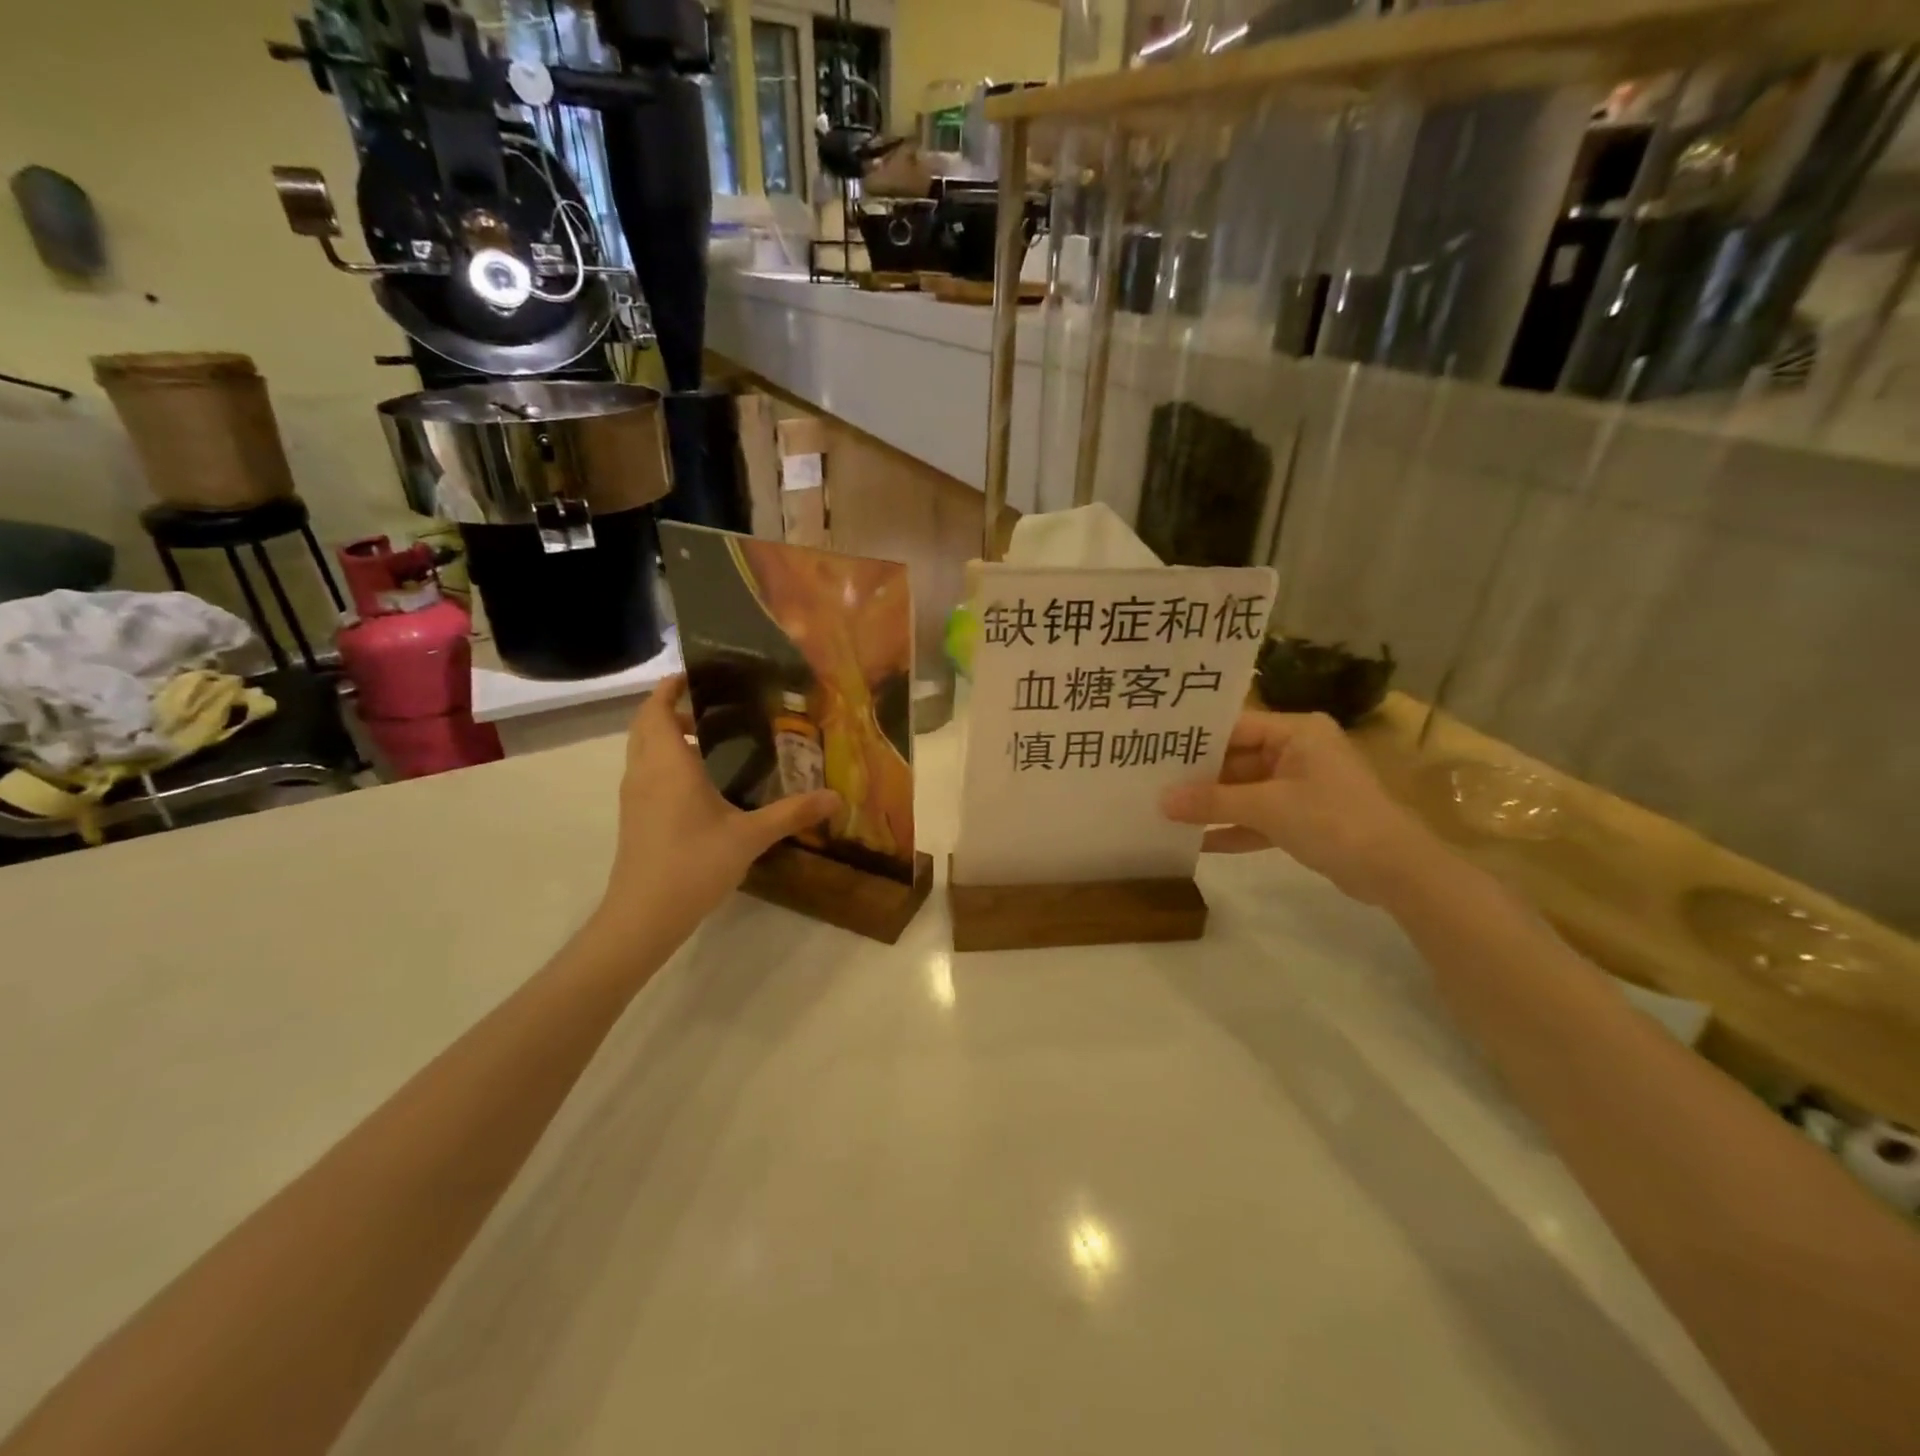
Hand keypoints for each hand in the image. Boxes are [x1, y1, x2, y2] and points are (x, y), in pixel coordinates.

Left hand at [598, 677, 838, 939]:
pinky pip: (647, 773)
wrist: (643, 916)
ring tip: (714, 740)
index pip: (656, 708)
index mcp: (668, 764)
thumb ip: (793, 813)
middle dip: (672, 709)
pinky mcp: (635, 817)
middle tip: (715, 706)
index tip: (696, 673)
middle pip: (646, 725)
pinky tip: (702, 783)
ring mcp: (635, 796)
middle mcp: (645, 772)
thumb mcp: (750, 836)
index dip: (670, 686)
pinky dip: (666, 762)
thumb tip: (837, 797)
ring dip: (668, 737)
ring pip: (644, 750)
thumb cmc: (693, 865)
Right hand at [1161, 710, 1442, 905]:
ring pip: (1245, 790)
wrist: (1397, 872)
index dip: (1195, 740)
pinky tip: (1196, 842)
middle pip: (1237, 759)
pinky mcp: (1303, 818)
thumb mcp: (1268, 807)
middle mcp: (1298, 751)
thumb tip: (1161, 801)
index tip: (1155, 748)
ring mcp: (1301, 786)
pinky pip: (1259, 817)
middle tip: (1151, 782)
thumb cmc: (1334, 820)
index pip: (1235, 726)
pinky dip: (1233, 828)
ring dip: (1212, 805)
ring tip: (1164, 811)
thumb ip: (1213, 802)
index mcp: (1297, 732)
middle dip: (1198, 777)